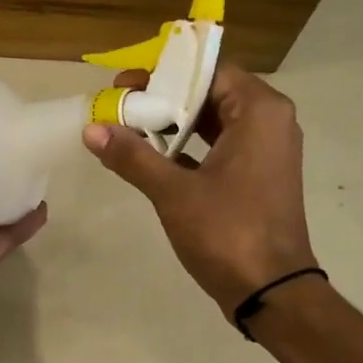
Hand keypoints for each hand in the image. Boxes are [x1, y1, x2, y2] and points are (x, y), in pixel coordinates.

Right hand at [84, 63, 316, 313]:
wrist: (271, 291)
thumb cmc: (227, 232)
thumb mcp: (174, 192)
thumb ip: (133, 157)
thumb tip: (92, 130)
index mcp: (259, 112)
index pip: (209, 71)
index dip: (164, 74)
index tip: (124, 84)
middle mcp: (270, 123)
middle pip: (211, 94)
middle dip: (165, 98)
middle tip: (121, 105)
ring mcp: (267, 152)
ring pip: (215, 123)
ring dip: (174, 125)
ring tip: (129, 128)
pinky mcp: (258, 178)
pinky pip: (221, 148)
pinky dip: (190, 150)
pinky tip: (152, 158)